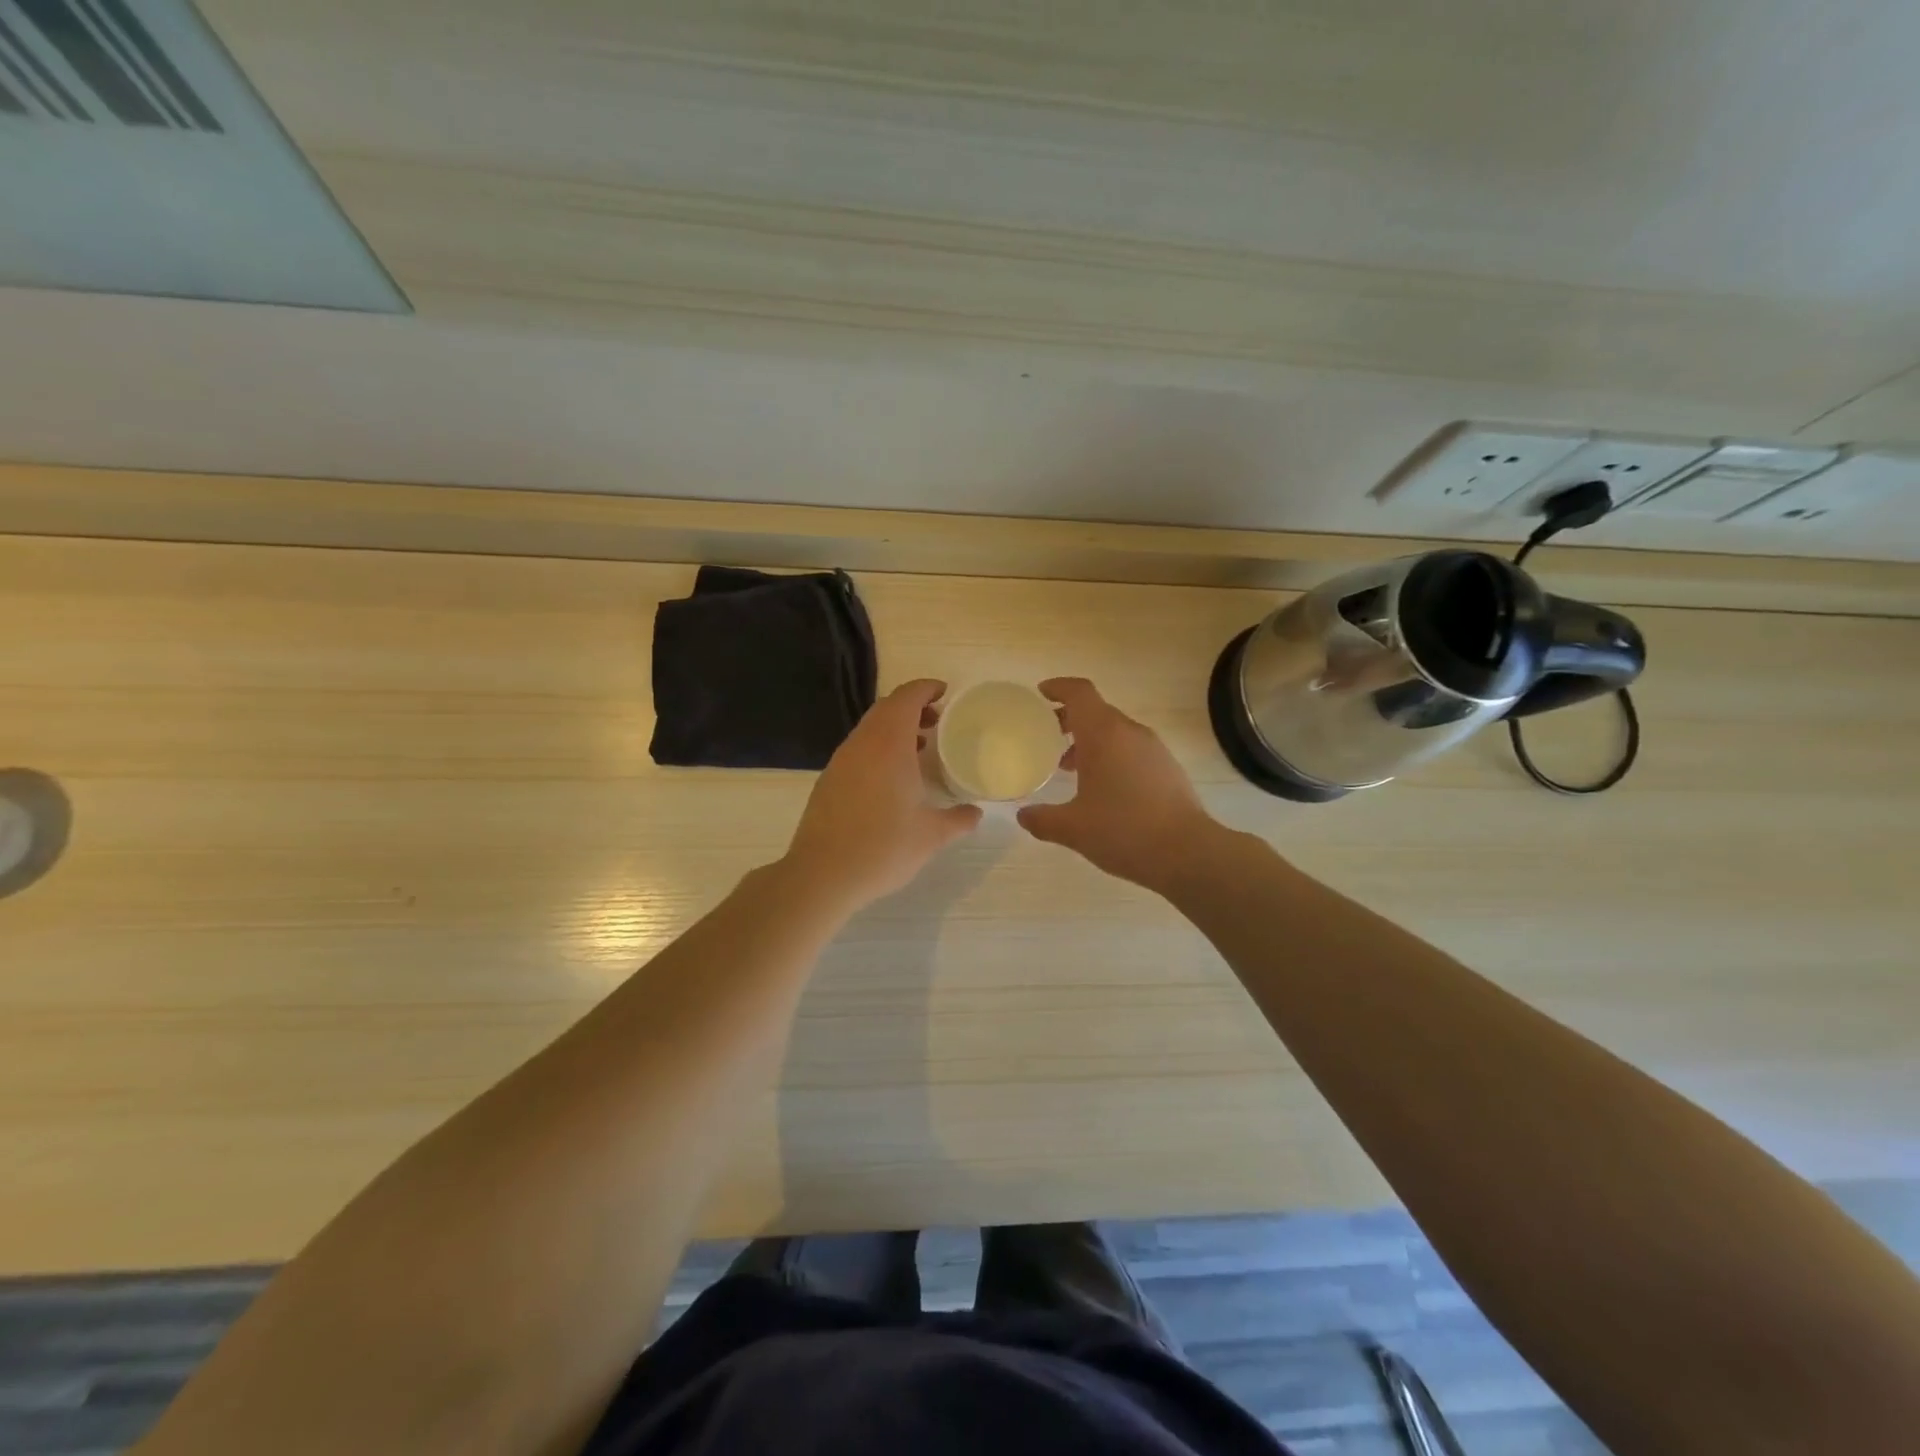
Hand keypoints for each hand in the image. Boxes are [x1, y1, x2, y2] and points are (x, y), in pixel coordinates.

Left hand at [783, 679, 982, 911]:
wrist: (822, 874)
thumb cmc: (883, 848)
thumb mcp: (931, 836)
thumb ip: (958, 819)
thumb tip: (976, 813)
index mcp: (889, 745)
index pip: (907, 698)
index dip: (926, 688)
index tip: (945, 692)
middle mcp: (862, 744)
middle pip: (886, 708)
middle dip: (912, 706)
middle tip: (937, 721)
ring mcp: (841, 761)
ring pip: (870, 728)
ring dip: (895, 728)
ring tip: (920, 747)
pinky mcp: (829, 779)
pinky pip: (858, 749)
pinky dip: (879, 747)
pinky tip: (892, 777)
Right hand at [1016, 678, 1219, 892]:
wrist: (1187, 853)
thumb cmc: (1123, 831)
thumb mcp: (1073, 829)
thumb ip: (1042, 819)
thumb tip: (1023, 815)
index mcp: (1103, 734)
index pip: (1079, 693)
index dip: (1058, 688)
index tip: (1040, 695)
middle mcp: (1130, 732)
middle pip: (1096, 711)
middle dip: (1069, 720)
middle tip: (1047, 738)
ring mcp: (1154, 749)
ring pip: (1115, 732)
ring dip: (1090, 742)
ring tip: (1070, 769)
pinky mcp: (1168, 768)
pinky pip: (1132, 749)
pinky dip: (1111, 756)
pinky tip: (1102, 790)